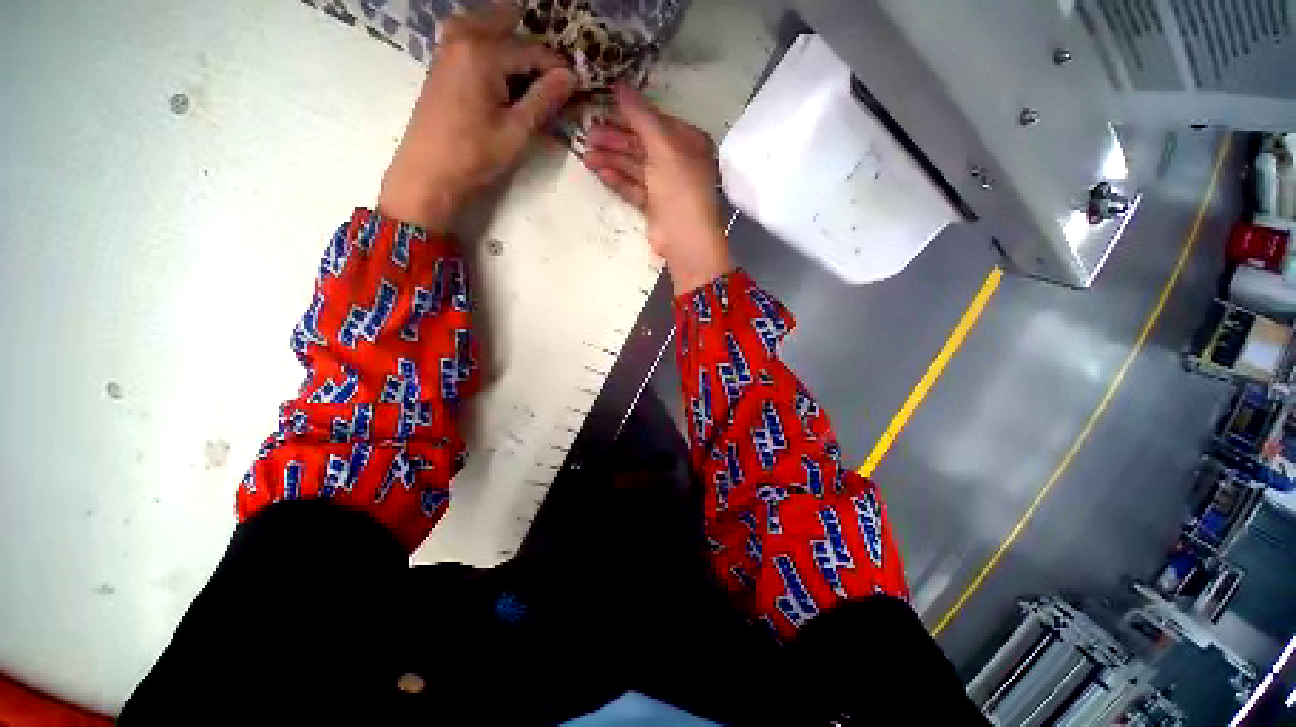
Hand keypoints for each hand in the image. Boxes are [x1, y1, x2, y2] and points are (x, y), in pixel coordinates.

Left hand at [379, 3, 577, 232]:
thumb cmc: (474, 155)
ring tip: (531, 76)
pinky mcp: (442, 59)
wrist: (428, 172)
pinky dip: (493, 47)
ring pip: (488, 24)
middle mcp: (463, 35)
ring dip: (512, 41)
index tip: (575, 86)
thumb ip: (543, 99)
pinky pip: (473, 36)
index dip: (557, 67)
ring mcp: (448, 44)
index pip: (532, 48)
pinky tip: (505, 75)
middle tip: (552, 76)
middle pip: (508, 22)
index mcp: (482, 51)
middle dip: (534, 45)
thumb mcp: (516, 131)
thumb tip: (571, 76)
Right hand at [583, 85, 732, 295]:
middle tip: (588, 133)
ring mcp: (666, 186)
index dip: (629, 114)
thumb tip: (619, 86)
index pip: (655, 122)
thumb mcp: (663, 146)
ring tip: (587, 154)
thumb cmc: (680, 187)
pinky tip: (598, 170)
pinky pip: (634, 187)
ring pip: (635, 166)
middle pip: (642, 144)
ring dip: (612, 158)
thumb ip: (641, 116)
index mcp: (689, 142)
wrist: (685, 238)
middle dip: (615, 138)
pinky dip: (617, 178)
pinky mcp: (654, 206)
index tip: (602, 107)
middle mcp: (679, 161)